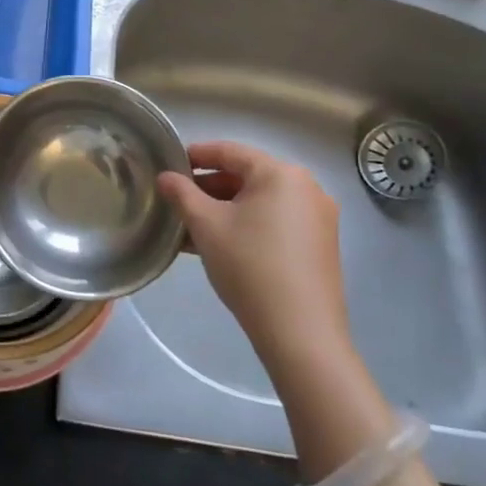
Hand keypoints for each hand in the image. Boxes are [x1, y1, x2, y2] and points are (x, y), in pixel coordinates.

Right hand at [155, 141, 348, 358]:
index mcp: (280, 174)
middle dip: (208, 187)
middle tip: (177, 201)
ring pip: (259, 203)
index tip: (169, 165)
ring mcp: (317, 219)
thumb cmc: (249, 265)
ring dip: (224, 210)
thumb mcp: (206, 225)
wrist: (301, 333)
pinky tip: (219, 246)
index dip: (196, 155)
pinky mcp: (319, 246)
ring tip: (191, 228)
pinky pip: (275, 223)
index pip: (230, 151)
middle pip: (246, 176)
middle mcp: (306, 188)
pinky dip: (246, 226)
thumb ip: (182, 194)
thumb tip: (165, 177)